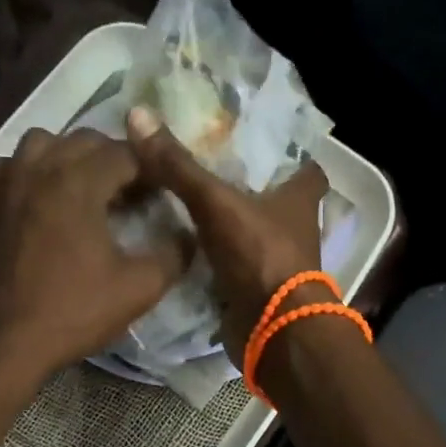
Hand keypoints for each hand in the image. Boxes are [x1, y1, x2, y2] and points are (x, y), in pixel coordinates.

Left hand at [0, 127, 190, 387]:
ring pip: (37, 143)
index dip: (150, 168)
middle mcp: (39, 170)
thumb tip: (187, 234)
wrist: (8, 344)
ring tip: (80, 186)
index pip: (125, 153)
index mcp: (79, 182)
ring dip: (64, 155)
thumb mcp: (140, 288)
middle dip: (113, 158)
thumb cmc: (75, 312)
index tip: (161, 192)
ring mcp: (3, 186)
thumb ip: (174, 254)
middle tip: (129, 193)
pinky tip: (23, 192)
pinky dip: (9, 173)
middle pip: (83, 140)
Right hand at [125, 105, 329, 362]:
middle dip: (249, 186)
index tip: (258, 141)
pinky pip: (234, 263)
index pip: (308, 168)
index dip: (291, 154)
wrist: (272, 331)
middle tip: (207, 166)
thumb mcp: (216, 203)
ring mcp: (276, 261)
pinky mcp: (257, 289)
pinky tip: (184, 242)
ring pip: (253, 232)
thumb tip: (138, 115)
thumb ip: (179, 166)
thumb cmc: (259, 257)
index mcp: (299, 200)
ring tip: (186, 200)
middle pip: (276, 199)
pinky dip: (216, 255)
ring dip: (229, 222)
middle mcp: (294, 228)